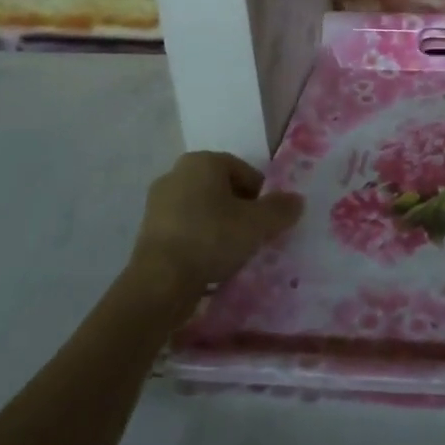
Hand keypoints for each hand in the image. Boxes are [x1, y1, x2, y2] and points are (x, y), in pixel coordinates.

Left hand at [130, 151, 301, 293]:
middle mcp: (177, 174)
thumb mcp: (257, 224)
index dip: (262, 197)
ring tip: (232, 254)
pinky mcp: (148, 231)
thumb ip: (281, 209)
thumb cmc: (212, 238)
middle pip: (223, 190)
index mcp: (202, 161)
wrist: (160, 282)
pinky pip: (186, 229)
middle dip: (240, 211)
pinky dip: (200, 241)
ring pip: (203, 211)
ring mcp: (158, 203)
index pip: (245, 172)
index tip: (267, 222)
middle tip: (253, 237)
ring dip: (220, 227)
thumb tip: (297, 200)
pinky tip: (209, 263)